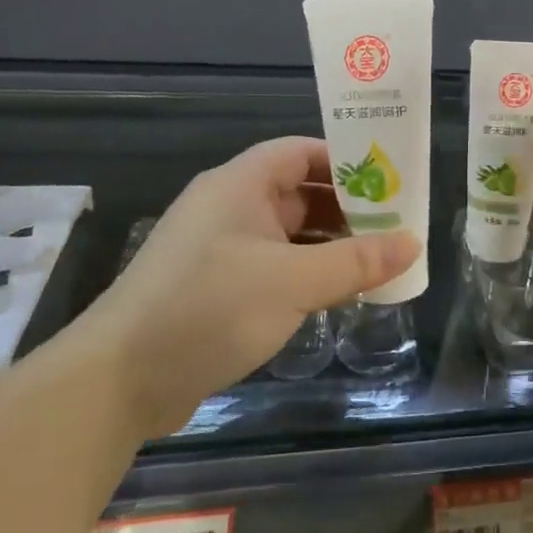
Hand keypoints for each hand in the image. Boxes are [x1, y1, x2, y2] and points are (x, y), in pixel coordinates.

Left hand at [93, 136, 418, 430]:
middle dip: (346, 208)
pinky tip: (334, 294)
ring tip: (375, 262)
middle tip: (394, 227)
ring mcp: (218, 248)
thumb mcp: (293, 281)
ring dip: (328, 245)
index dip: (345, 161)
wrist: (119, 380)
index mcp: (241, 184)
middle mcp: (229, 207)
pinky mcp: (214, 287)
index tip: (388, 181)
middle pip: (298, 192)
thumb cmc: (210, 307)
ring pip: (287, 233)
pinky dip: (304, 272)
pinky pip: (272, 265)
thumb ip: (356, 261)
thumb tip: (413, 243)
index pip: (301, 152)